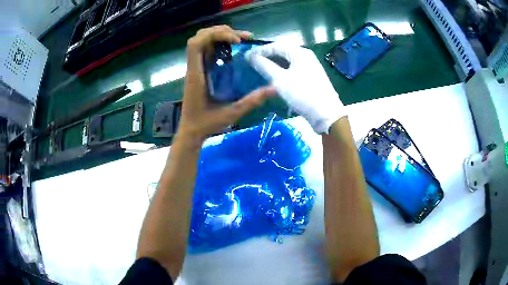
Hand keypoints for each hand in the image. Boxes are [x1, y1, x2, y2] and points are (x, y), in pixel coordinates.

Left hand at [179, 25, 276, 141]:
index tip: (236, 41)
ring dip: (220, 35)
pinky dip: (219, 43)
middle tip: (242, 37)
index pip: (197, 44)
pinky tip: (233, 48)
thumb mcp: (231, 114)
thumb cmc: (206, 124)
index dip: (216, 35)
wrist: (191, 131)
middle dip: (221, 31)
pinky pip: (206, 49)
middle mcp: (193, 67)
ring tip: (240, 39)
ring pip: (202, 40)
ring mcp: (195, 68)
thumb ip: (252, 101)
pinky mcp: (199, 70)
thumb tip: (274, 89)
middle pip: (200, 37)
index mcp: (196, 74)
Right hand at [246, 43, 344, 133]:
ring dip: (274, 63)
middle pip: (283, 51)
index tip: (246, 57)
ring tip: (261, 69)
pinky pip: (293, 68)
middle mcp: (306, 56)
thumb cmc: (302, 94)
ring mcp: (310, 66)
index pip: (276, 45)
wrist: (326, 114)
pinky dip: (282, 70)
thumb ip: (264, 66)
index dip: (260, 50)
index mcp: (299, 53)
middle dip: (267, 55)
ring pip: (288, 60)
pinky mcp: (311, 76)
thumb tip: (250, 56)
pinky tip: (276, 77)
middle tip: (253, 62)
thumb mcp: (280, 80)